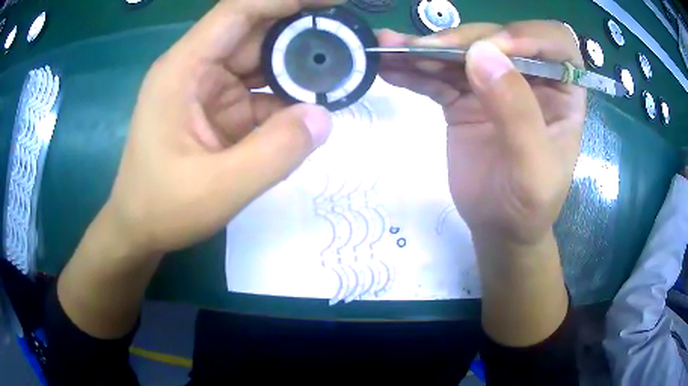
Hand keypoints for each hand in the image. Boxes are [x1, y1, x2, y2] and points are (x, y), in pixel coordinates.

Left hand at [104, 0, 342, 255]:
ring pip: (262, 62)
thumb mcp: (219, 188)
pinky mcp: (218, 110)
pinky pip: (260, 93)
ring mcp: (208, 89)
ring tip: (341, 74)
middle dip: (302, 33)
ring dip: (299, 67)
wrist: (139, 229)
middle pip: (256, 33)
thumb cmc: (163, 208)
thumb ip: (276, 153)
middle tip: (350, 42)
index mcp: (184, 70)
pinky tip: (311, 109)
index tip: (332, 3)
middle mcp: (196, 69)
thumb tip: (324, 116)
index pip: (238, 11)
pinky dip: (287, 99)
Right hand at [378, 21, 585, 245]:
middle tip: (425, 52)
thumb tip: (482, 55)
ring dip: (425, 49)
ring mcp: (494, 85)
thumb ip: (517, 113)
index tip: (494, 49)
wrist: (498, 227)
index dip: (529, 35)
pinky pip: (438, 77)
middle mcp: (531, 79)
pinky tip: (389, 69)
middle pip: (499, 39)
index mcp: (562, 92)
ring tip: (390, 48)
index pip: (555, 44)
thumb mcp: (534, 168)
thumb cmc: (529, 205)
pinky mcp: (464, 98)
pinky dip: (413, 72)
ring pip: (462, 53)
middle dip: (462, 41)